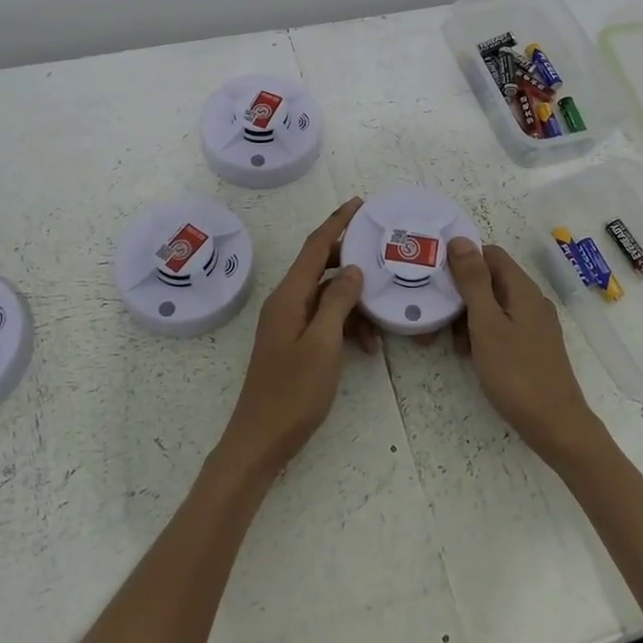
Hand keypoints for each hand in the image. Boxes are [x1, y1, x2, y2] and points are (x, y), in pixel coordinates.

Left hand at [219, 198, 367, 475]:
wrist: (260, 440)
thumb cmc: (293, 393)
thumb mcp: (323, 344)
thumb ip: (338, 302)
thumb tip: (352, 269)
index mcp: (288, 296)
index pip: (315, 247)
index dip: (337, 222)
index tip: (359, 203)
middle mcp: (286, 302)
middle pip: (320, 267)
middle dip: (350, 259)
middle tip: (381, 253)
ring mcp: (288, 322)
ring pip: (327, 296)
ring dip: (354, 303)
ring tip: (381, 322)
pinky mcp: (294, 341)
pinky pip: (324, 319)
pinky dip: (346, 325)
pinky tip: (367, 347)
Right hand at [446, 237, 603, 464]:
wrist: (556, 426)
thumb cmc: (516, 373)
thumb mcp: (486, 324)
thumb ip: (473, 281)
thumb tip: (460, 240)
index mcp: (522, 289)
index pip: (490, 254)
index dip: (463, 261)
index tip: (438, 281)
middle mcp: (532, 300)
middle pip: (490, 280)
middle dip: (462, 295)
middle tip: (438, 321)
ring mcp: (535, 324)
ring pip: (494, 305)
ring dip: (469, 317)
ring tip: (454, 345)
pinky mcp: (534, 345)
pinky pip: (503, 325)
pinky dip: (483, 333)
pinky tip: (472, 355)